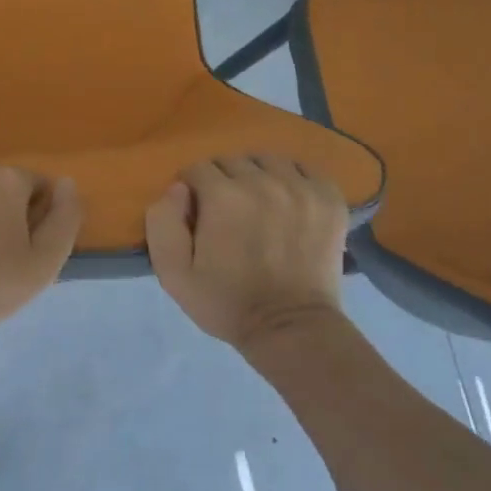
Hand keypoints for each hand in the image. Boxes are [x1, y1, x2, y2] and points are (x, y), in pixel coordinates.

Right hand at [145, 156, 346, 346]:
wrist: (291, 329)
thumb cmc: (226, 303)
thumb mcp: (173, 273)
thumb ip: (162, 222)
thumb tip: (177, 188)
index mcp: (222, 196)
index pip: (197, 169)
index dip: (192, 190)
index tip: (197, 215)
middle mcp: (262, 182)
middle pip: (232, 161)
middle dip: (222, 181)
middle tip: (226, 213)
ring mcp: (300, 188)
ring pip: (268, 160)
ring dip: (257, 175)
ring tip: (258, 204)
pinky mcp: (329, 199)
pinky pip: (305, 169)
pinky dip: (293, 179)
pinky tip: (288, 202)